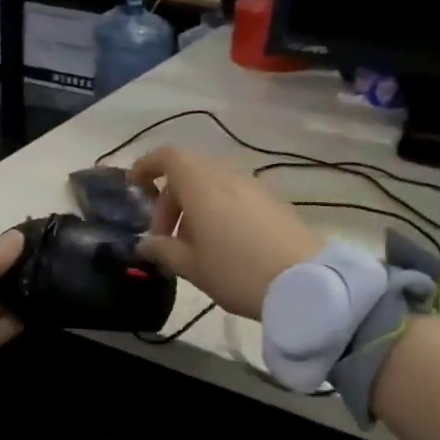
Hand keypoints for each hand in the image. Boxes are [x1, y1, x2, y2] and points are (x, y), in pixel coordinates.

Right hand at [129, 147, 322, 319]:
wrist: (306, 282)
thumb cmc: (237, 272)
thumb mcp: (192, 267)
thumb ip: (163, 250)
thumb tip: (146, 242)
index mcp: (201, 185)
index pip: (168, 157)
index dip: (147, 166)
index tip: (134, 187)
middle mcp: (228, 176)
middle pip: (189, 173)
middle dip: (170, 200)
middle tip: (165, 239)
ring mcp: (255, 186)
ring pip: (213, 185)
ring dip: (195, 207)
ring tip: (194, 246)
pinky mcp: (274, 202)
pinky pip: (235, 195)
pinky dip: (219, 210)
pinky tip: (223, 245)